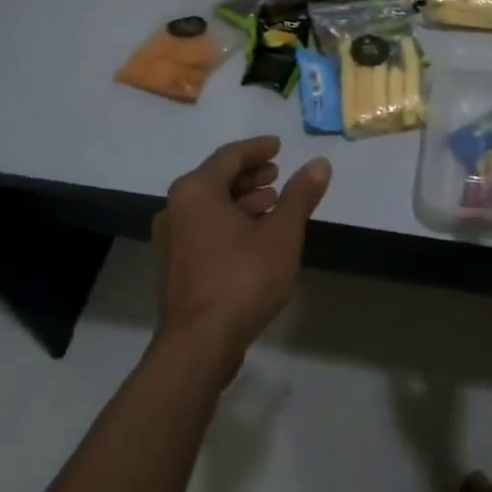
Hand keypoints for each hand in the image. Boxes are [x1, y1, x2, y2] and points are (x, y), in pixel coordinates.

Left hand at [154, 136, 331, 364]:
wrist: (199, 344)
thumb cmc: (242, 277)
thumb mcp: (282, 233)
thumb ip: (300, 195)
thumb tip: (319, 163)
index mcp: (197, 191)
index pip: (230, 156)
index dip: (257, 149)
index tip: (279, 146)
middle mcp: (176, 208)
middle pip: (216, 178)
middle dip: (249, 174)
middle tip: (277, 174)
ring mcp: (172, 240)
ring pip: (210, 205)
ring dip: (241, 200)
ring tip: (272, 204)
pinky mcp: (175, 266)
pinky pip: (204, 228)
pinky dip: (229, 221)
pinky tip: (255, 236)